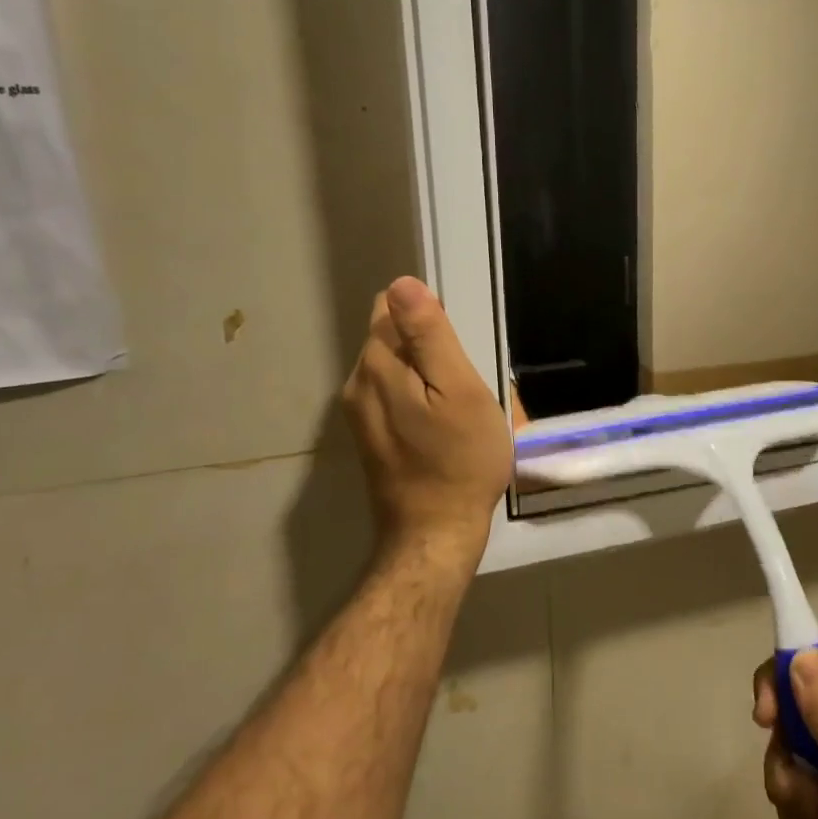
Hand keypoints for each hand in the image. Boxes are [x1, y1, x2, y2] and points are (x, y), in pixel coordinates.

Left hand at [342, 277, 511, 563]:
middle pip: (389, 337)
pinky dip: (415, 400)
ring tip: (454, 409)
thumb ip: (429, 336)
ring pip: (392, 369)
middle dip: (425, 349)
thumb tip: (402, 283)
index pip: (389, 307)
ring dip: (422, 376)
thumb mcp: (459, 390)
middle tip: (461, 387)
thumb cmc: (459, 460)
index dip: (428, 319)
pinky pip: (391, 396)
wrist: (434, 534)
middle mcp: (356, 383)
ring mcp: (358, 413)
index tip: (455, 351)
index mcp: (377, 365)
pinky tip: (439, 428)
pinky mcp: (369, 437)